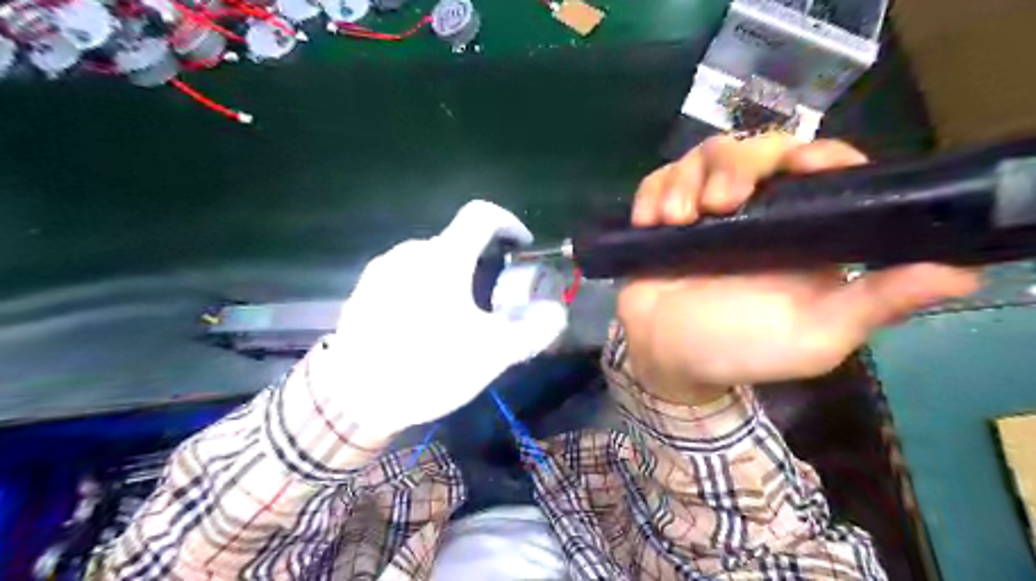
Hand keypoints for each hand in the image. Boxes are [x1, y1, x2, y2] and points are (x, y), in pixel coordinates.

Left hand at [327, 201, 565, 430]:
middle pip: (457, 242)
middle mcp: (410, 254)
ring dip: (453, 277)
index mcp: (443, 259)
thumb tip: (555, 313)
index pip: (481, 215)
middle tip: (492, 299)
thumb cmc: (426, 367)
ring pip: (430, 260)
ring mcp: (382, 271)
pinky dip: (426, 288)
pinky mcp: (364, 291)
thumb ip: (532, 330)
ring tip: (458, 317)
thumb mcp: (491, 354)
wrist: (351, 400)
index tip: (522, 247)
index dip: (509, 222)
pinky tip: (423, 326)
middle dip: (482, 262)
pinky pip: (406, 276)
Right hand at [614, 135, 980, 404]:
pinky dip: (652, 191)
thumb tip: (962, 273)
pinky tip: (649, 221)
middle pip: (754, 149)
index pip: (820, 168)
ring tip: (674, 220)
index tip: (800, 164)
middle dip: (733, 166)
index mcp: (800, 233)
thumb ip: (872, 305)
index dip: (816, 155)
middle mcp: (756, 212)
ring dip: (685, 180)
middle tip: (716, 205)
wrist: (667, 359)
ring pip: (703, 156)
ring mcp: (705, 211)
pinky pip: (659, 179)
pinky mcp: (665, 215)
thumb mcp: (813, 338)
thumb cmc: (738, 350)